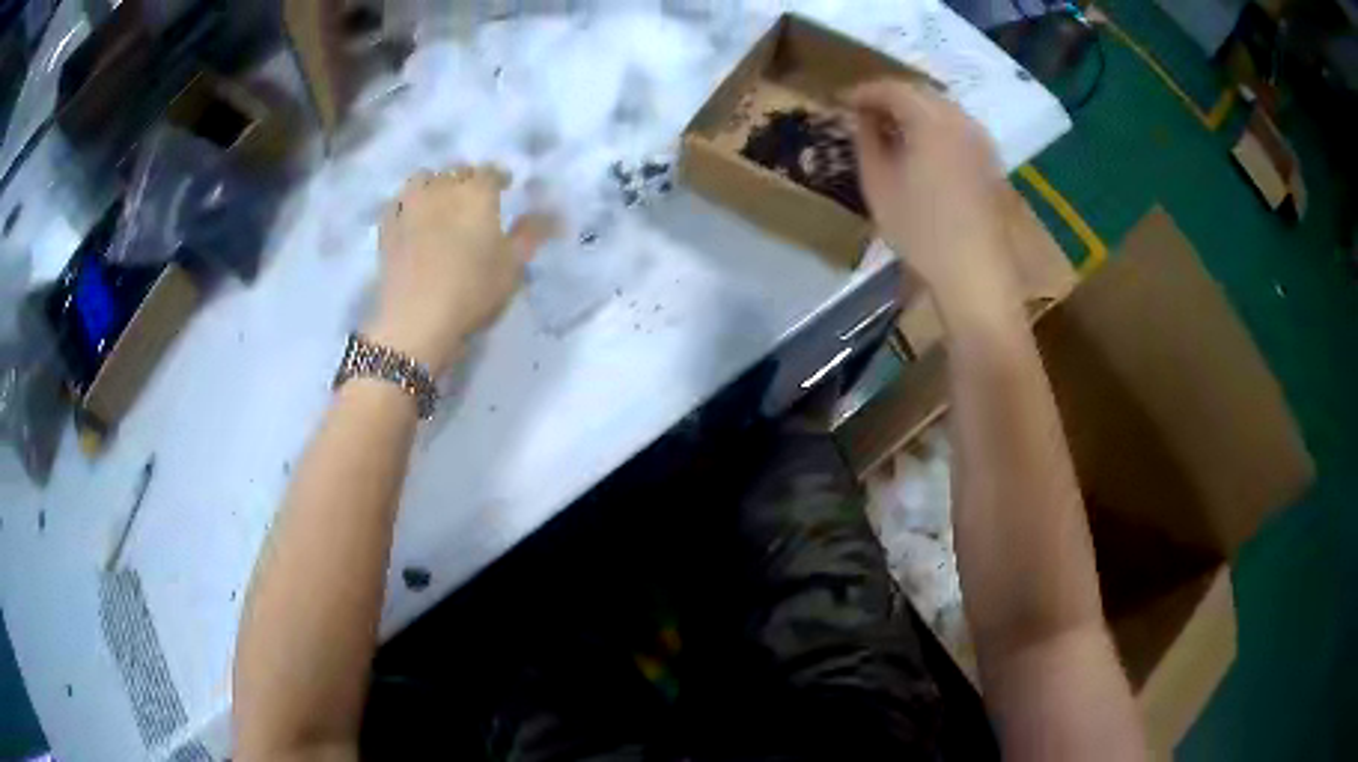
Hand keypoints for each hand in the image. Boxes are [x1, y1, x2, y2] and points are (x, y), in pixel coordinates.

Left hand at [366, 165, 552, 374]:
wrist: (416, 321)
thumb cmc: (472, 290)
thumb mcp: (513, 266)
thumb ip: (532, 234)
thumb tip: (553, 214)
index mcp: (476, 192)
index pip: (491, 172)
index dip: (500, 178)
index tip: (506, 188)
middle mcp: (441, 188)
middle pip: (456, 172)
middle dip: (467, 180)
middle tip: (474, 200)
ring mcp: (409, 205)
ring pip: (423, 179)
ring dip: (435, 185)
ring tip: (440, 203)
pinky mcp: (386, 227)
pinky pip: (398, 202)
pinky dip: (408, 204)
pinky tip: (412, 219)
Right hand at [845, 80, 1016, 314]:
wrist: (975, 272)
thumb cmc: (920, 229)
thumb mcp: (878, 183)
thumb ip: (865, 140)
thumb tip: (860, 118)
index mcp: (931, 119)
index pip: (891, 88)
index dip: (862, 92)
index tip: (840, 103)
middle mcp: (960, 119)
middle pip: (920, 93)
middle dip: (889, 98)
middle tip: (863, 114)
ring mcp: (980, 139)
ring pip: (941, 109)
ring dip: (913, 112)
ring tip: (889, 131)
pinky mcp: (989, 161)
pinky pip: (956, 128)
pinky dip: (933, 128)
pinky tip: (920, 149)